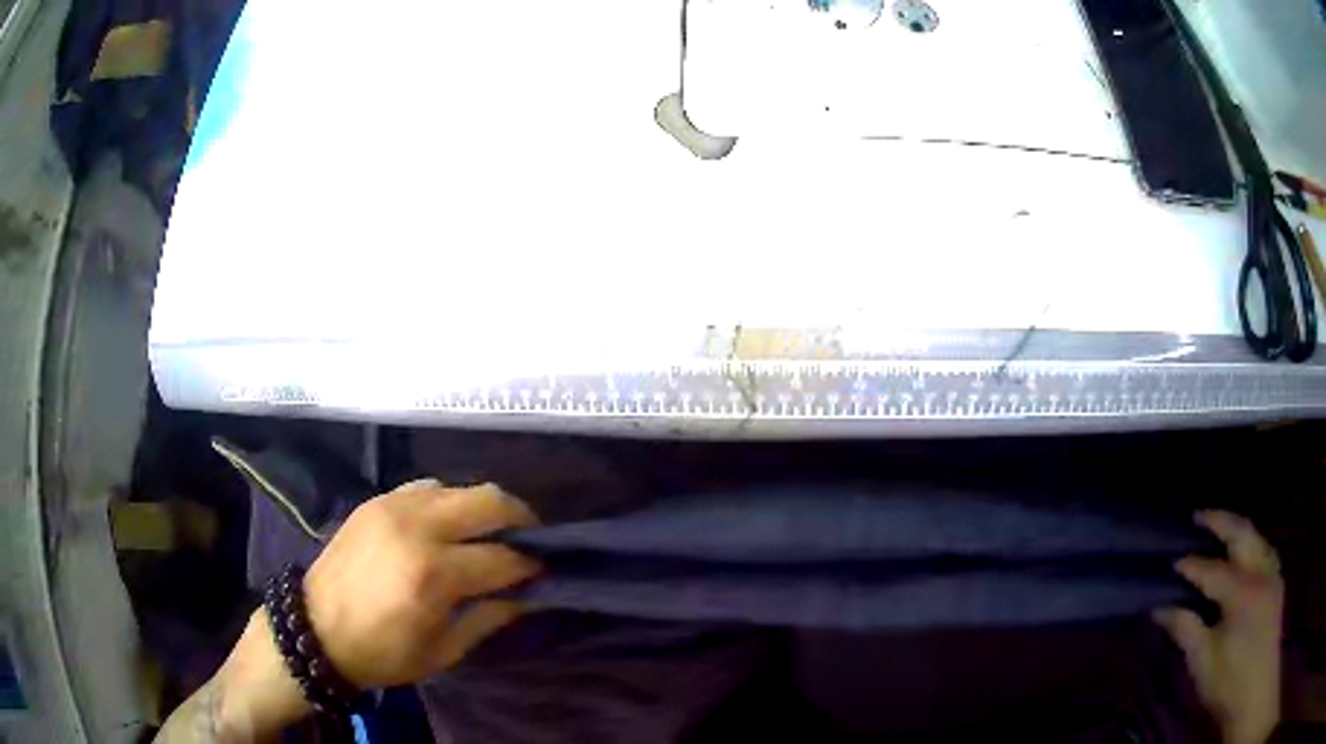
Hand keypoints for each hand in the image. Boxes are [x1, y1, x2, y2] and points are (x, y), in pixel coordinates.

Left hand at [155, 481, 539, 741]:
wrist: (315, 630)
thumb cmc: (383, 653)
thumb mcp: (444, 650)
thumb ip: (489, 617)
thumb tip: (527, 593)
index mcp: (434, 574)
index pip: (504, 557)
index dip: (530, 565)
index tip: (542, 573)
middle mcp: (418, 527)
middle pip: (490, 500)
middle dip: (521, 518)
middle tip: (528, 541)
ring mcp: (394, 506)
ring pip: (459, 486)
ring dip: (483, 507)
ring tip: (487, 533)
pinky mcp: (376, 500)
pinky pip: (427, 487)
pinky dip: (448, 501)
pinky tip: (446, 525)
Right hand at [1155, 511, 1282, 743]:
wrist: (1256, 687)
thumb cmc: (1228, 681)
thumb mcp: (1203, 662)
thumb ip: (1186, 630)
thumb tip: (1161, 609)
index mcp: (1240, 591)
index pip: (1212, 570)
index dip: (1191, 566)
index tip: (1171, 564)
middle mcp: (1259, 571)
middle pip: (1241, 533)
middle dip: (1220, 521)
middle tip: (1199, 516)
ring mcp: (1272, 573)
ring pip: (1256, 537)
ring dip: (1238, 529)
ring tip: (1221, 528)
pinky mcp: (1276, 582)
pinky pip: (1265, 550)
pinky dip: (1252, 544)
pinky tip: (1245, 553)